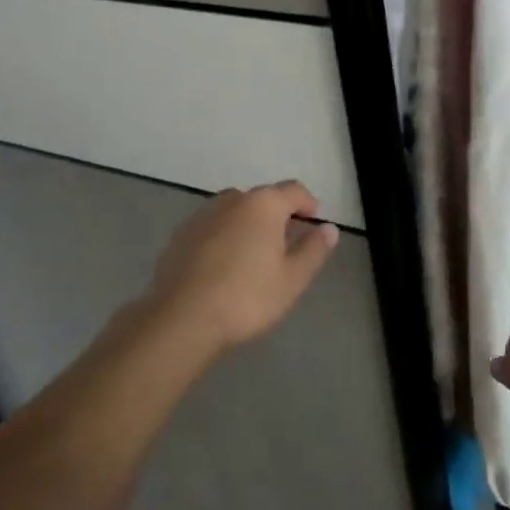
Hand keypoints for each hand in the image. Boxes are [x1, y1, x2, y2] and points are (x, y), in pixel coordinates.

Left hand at [142, 181, 338, 355]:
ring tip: (254, 253)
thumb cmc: (246, 297)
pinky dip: (224, 236)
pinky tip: (223, 264)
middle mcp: (232, 199)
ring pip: (235, 210)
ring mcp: (202, 215)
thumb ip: (313, 250)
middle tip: (286, 241)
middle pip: (262, 198)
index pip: (293, 190)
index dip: (308, 203)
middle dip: (277, 214)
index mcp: (263, 204)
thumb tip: (329, 228)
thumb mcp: (292, 279)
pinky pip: (213, 226)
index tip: (314, 220)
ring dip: (248, 223)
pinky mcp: (181, 234)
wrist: (181, 318)